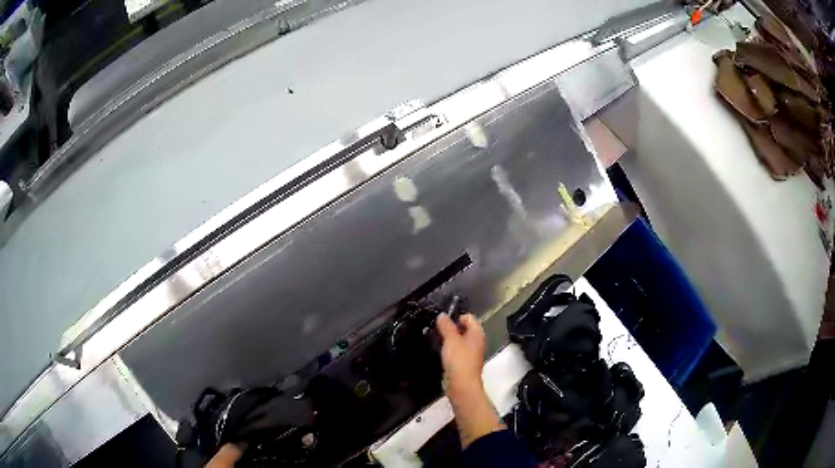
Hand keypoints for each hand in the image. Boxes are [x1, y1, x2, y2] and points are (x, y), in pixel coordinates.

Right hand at [436, 313, 484, 391]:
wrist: (462, 384)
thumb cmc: (459, 361)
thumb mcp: (450, 339)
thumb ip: (446, 326)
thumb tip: (442, 315)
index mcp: (476, 333)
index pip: (468, 317)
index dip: (456, 318)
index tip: (444, 323)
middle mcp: (476, 342)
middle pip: (464, 329)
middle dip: (451, 329)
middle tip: (439, 332)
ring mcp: (471, 353)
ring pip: (459, 341)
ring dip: (449, 340)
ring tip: (438, 342)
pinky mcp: (464, 363)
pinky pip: (456, 352)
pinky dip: (449, 351)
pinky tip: (442, 354)